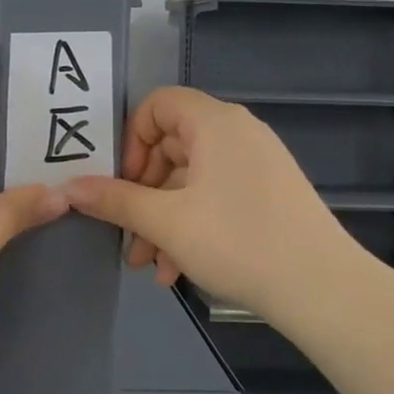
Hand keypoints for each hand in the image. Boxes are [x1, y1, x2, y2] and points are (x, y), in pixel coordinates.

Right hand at [63, 87, 352, 320]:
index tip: (122, 181)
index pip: (157, 104)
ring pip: (191, 179)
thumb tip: (68, 187)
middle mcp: (237, 133)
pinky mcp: (269, 193)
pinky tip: (176, 270)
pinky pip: (216, 195)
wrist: (324, 289)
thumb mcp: (165, 222)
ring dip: (162, 217)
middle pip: (171, 146)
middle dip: (142, 191)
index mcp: (214, 123)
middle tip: (126, 231)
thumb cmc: (238, 242)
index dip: (131, 138)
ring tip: (148, 264)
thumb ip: (115, 200)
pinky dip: (191, 223)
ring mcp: (257, 164)